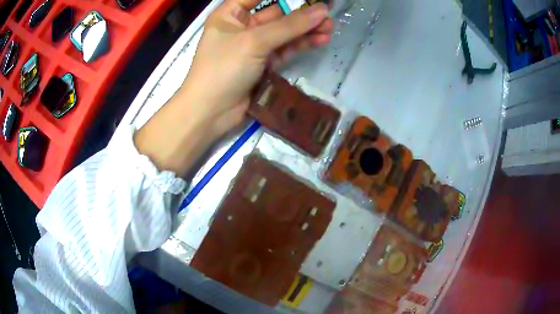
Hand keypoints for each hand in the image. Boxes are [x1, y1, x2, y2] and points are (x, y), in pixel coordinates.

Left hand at [185, 0, 332, 134]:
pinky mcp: (264, 63)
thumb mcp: (254, 41)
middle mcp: (242, 26)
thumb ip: (289, 25)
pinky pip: (285, 49)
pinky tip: (321, 40)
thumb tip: (322, 10)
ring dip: (306, 29)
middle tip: (327, 12)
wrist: (210, 112)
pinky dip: (302, 44)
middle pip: (276, 13)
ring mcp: (254, 45)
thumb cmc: (223, 68)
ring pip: (284, 32)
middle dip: (302, 13)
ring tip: (330, 26)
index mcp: (230, 14)